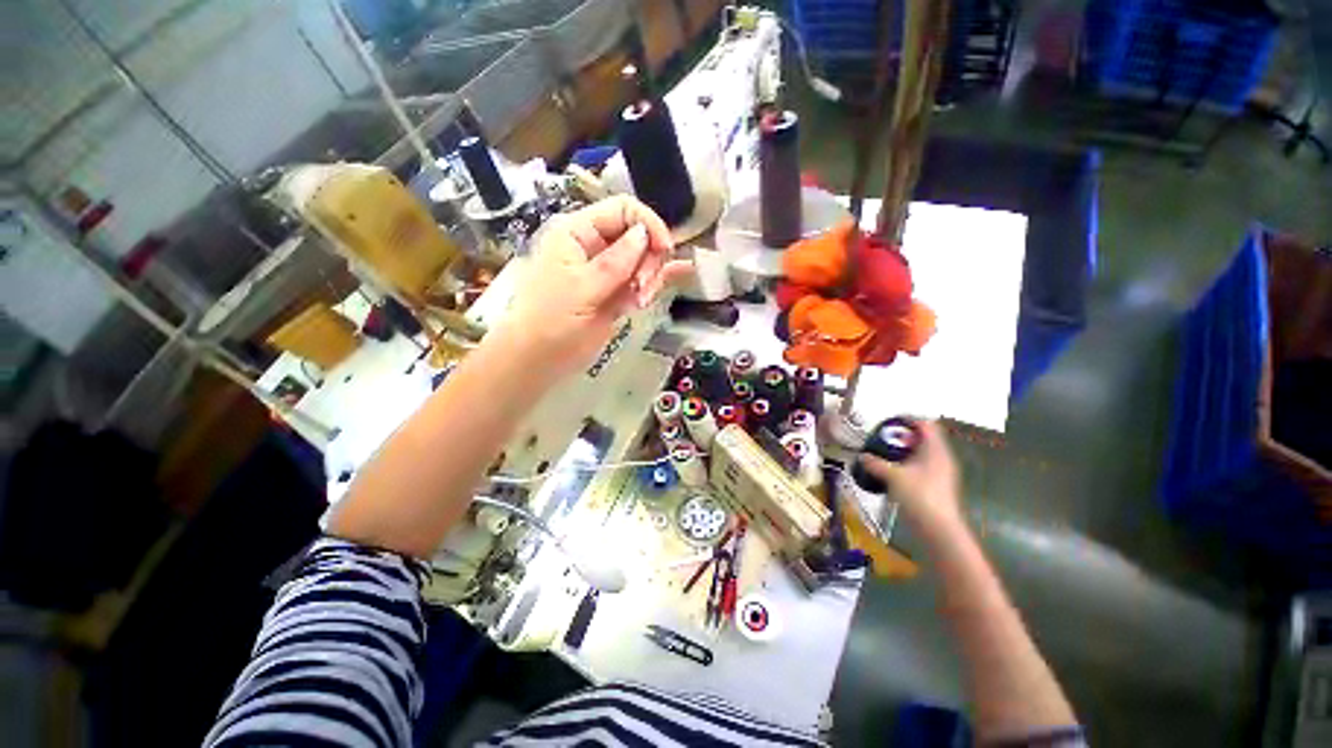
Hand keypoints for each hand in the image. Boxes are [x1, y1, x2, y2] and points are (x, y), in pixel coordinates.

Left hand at [498, 196, 692, 375]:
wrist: (540, 359)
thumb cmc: (551, 320)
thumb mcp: (581, 288)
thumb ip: (615, 262)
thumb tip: (644, 233)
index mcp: (578, 232)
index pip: (623, 210)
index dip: (648, 224)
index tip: (664, 249)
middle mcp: (595, 246)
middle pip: (639, 236)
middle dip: (649, 259)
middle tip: (642, 288)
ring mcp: (608, 272)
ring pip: (645, 261)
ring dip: (651, 278)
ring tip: (639, 302)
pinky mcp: (617, 294)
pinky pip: (643, 281)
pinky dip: (659, 280)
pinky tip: (683, 273)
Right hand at [859, 420, 961, 533]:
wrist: (939, 529)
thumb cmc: (919, 496)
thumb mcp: (893, 477)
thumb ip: (876, 463)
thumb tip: (861, 455)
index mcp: (935, 450)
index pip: (926, 425)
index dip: (909, 420)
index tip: (889, 421)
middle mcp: (941, 458)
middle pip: (924, 439)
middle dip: (903, 436)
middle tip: (882, 437)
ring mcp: (941, 473)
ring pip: (921, 454)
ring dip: (903, 452)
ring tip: (883, 454)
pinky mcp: (936, 486)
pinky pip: (920, 467)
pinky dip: (906, 465)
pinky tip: (892, 472)